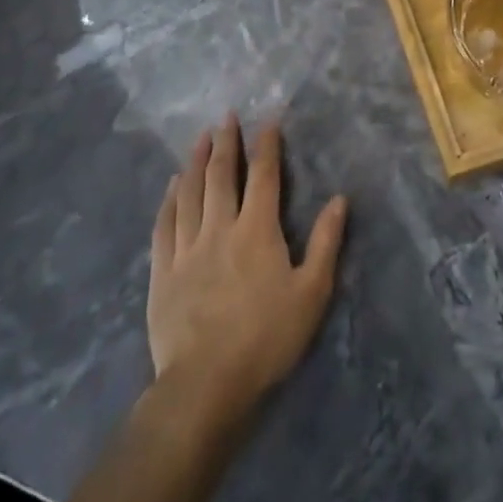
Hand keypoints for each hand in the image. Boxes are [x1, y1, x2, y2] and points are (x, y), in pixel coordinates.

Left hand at [148, 116, 348, 431]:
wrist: (206, 384)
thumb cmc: (267, 338)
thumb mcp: (312, 293)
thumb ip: (326, 242)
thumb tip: (340, 198)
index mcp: (258, 231)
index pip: (264, 177)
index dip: (267, 146)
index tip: (268, 121)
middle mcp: (220, 228)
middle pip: (221, 175)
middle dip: (225, 143)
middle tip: (226, 117)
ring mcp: (186, 248)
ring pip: (189, 193)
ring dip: (195, 161)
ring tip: (199, 138)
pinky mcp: (162, 271)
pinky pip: (164, 224)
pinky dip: (169, 198)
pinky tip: (172, 185)